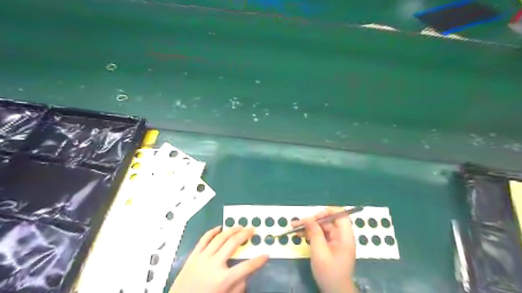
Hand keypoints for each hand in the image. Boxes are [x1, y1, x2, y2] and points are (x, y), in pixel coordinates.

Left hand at [171, 226, 268, 291]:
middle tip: (252, 229)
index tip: (266, 254)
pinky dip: (212, 232)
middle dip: (245, 235)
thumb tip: (245, 275)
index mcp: (223, 279)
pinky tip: (219, 228)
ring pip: (220, 238)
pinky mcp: (193, 255)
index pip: (246, 267)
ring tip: (240, 226)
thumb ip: (237, 288)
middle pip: (233, 244)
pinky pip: (204, 239)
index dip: (258, 261)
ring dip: (231, 230)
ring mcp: (202, 258)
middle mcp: (214, 265)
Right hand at [292, 207, 356, 292]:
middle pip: (328, 220)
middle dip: (312, 220)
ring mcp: (336, 240)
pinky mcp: (331, 245)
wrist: (335, 292)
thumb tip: (307, 218)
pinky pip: (321, 234)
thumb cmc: (329, 272)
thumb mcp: (320, 252)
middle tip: (298, 224)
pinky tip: (300, 235)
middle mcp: (342, 235)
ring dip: (309, 227)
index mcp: (345, 235)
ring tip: (294, 228)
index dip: (326, 212)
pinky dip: (311, 234)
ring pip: (322, 227)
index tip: (312, 218)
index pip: (339, 214)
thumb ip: (314, 233)